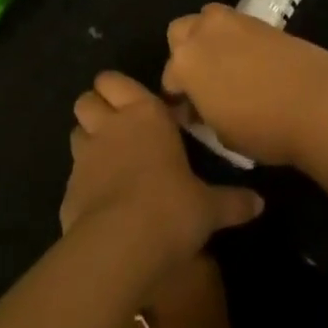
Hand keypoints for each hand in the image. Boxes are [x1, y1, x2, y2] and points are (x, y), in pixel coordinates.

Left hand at [62, 71, 263, 271]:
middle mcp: (110, 126)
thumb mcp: (209, 207)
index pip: (115, 81)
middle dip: (97, 107)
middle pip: (87, 99)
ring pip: (75, 131)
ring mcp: (84, 157)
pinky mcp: (67, 190)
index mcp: (145, 114)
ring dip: (87, 140)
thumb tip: (260, 203)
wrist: (120, 246)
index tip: (131, 102)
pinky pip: (72, 176)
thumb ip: (232, 201)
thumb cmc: (171, 208)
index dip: (117, 88)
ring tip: (107, 160)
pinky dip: (83, 182)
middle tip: (117, 126)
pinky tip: (100, 202)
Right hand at [161, 5, 327, 166]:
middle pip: (180, 33)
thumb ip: (203, 113)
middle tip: (202, 81)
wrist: (317, 102)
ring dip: (208, 38)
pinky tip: (249, 61)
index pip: (169, 78)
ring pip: (206, 19)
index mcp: (185, 63)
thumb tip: (202, 106)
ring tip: (224, 65)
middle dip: (185, 53)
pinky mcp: (259, 19)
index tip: (190, 114)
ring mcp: (233, 20)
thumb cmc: (263, 127)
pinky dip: (234, 37)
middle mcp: (202, 33)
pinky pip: (235, 24)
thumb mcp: (221, 134)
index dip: (178, 98)